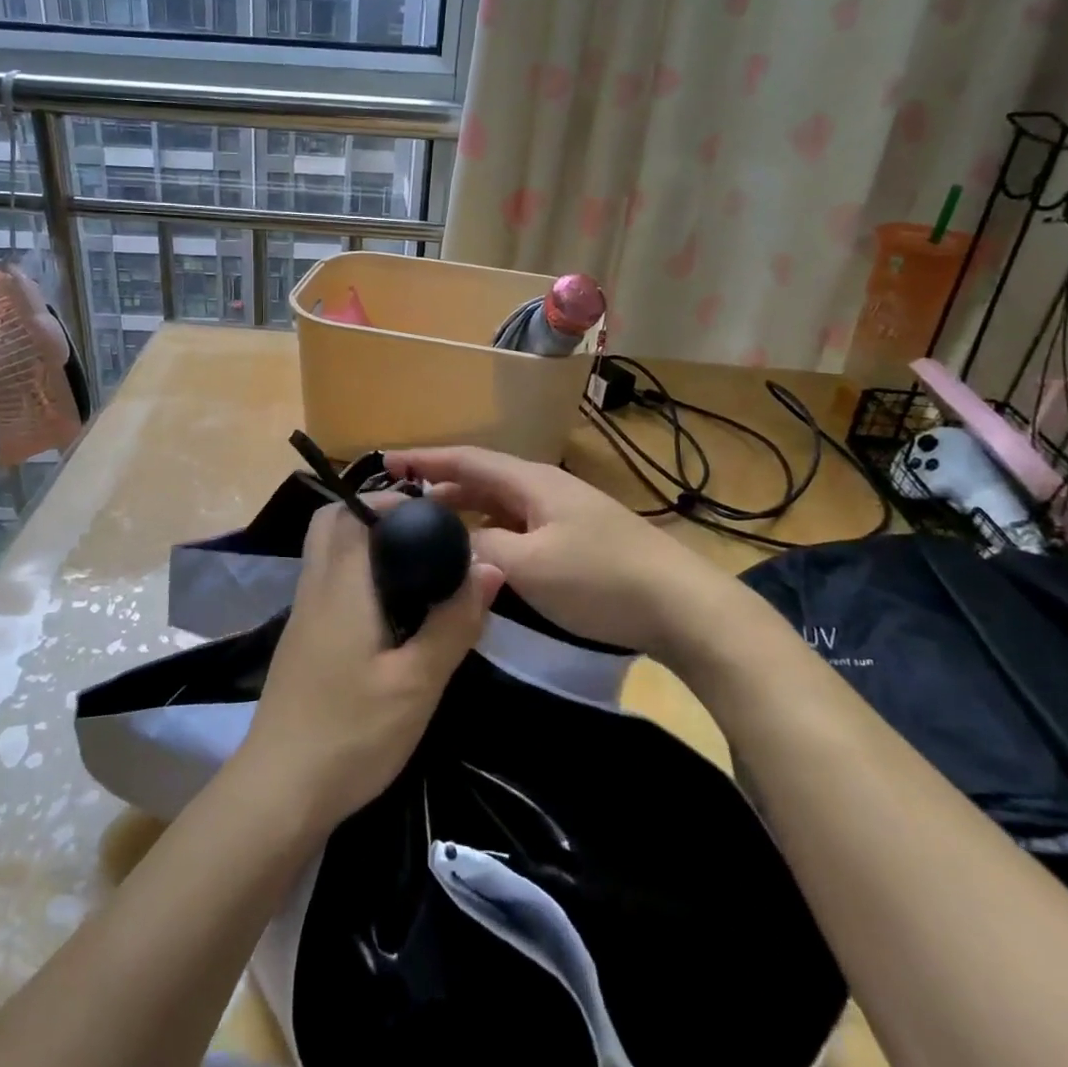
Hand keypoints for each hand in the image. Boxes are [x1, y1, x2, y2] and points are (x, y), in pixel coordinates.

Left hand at [237, 497, 503, 831]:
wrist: (279, 792)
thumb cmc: (351, 733)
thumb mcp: (416, 684)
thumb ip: (453, 623)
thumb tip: (489, 567)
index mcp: (340, 585)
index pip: (352, 513)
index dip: (390, 501)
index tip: (433, 513)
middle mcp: (314, 588)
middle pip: (330, 524)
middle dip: (372, 516)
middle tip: (421, 536)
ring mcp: (302, 615)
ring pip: (326, 553)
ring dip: (363, 545)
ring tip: (415, 568)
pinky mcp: (301, 640)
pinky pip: (327, 583)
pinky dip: (355, 574)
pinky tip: (389, 611)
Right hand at [384, 447, 688, 652]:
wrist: (683, 608)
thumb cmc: (601, 579)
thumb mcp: (529, 565)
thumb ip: (481, 547)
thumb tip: (452, 542)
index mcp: (532, 482)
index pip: (466, 459)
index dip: (424, 459)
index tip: (385, 462)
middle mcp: (545, 489)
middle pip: (481, 477)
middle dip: (439, 486)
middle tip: (399, 504)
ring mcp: (563, 514)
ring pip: (499, 503)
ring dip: (463, 509)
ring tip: (428, 527)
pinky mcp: (576, 539)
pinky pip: (518, 525)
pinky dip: (488, 530)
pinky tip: (479, 550)